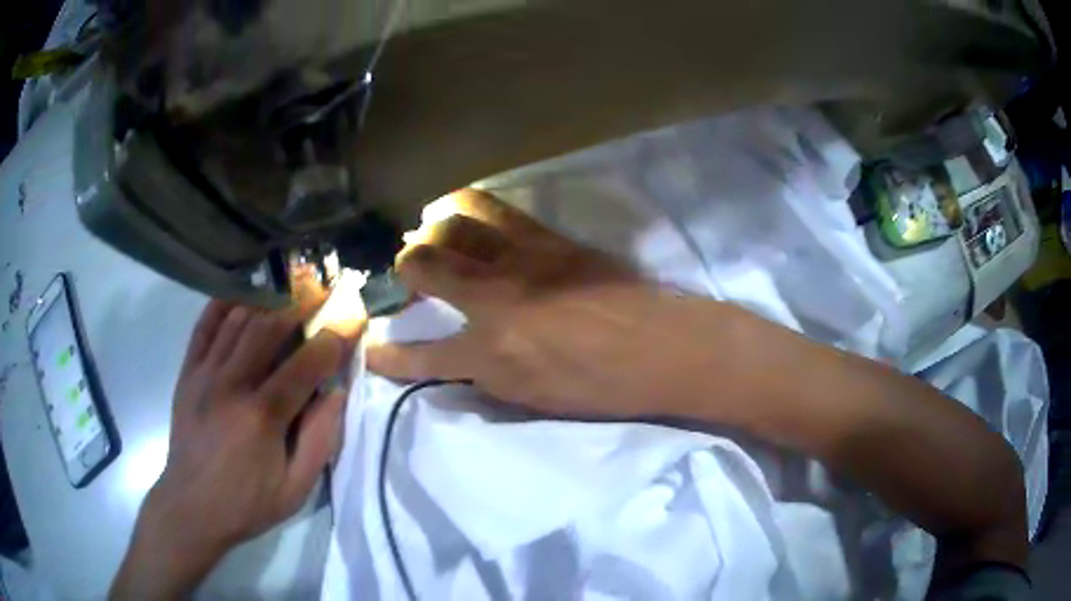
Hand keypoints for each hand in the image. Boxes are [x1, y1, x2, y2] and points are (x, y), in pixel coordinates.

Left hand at [112, 298, 361, 599]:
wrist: (192, 506)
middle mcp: (232, 384)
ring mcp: (205, 374)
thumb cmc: (248, 503)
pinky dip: (223, 304)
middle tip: (323, 289)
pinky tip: (241, 294)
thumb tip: (336, 393)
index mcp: (263, 416)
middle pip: (269, 328)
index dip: (333, 339)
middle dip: (301, 304)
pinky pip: (205, 326)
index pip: (305, 364)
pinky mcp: (188, 373)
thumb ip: (320, 440)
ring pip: (238, 320)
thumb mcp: (296, 488)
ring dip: (267, 299)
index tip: (352, 320)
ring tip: (289, 288)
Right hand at [367, 189, 714, 418]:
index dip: (390, 357)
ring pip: (454, 223)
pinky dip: (471, 206)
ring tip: (433, 232)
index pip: (422, 357)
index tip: (373, 351)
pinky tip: (467, 211)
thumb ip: (488, 378)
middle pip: (424, 266)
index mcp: (489, 354)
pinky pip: (496, 208)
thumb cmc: (600, 386)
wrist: (659, 347)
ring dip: (434, 227)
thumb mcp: (534, 400)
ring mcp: (518, 260)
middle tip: (408, 272)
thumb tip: (462, 362)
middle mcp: (492, 300)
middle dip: (404, 268)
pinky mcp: (546, 237)